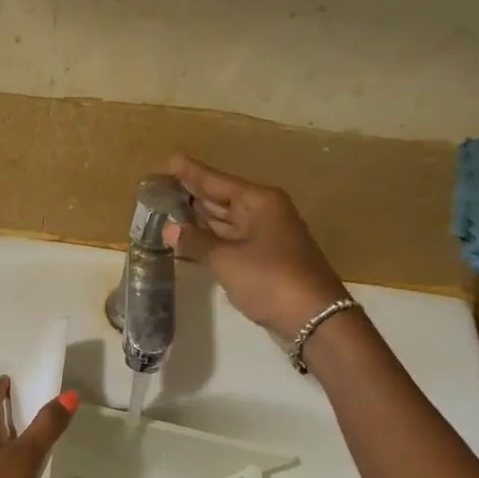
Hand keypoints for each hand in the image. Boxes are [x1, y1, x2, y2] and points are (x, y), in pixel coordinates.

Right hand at [164, 153, 350, 343]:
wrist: (314, 318)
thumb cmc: (270, 280)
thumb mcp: (226, 260)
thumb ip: (196, 242)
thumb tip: (169, 228)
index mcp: (259, 202)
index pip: (217, 181)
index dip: (192, 173)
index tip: (171, 159)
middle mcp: (265, 213)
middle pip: (222, 198)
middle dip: (194, 194)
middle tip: (163, 186)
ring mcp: (267, 237)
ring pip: (227, 221)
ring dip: (201, 218)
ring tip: (171, 209)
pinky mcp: (266, 259)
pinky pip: (232, 240)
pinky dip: (212, 239)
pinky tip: (192, 239)